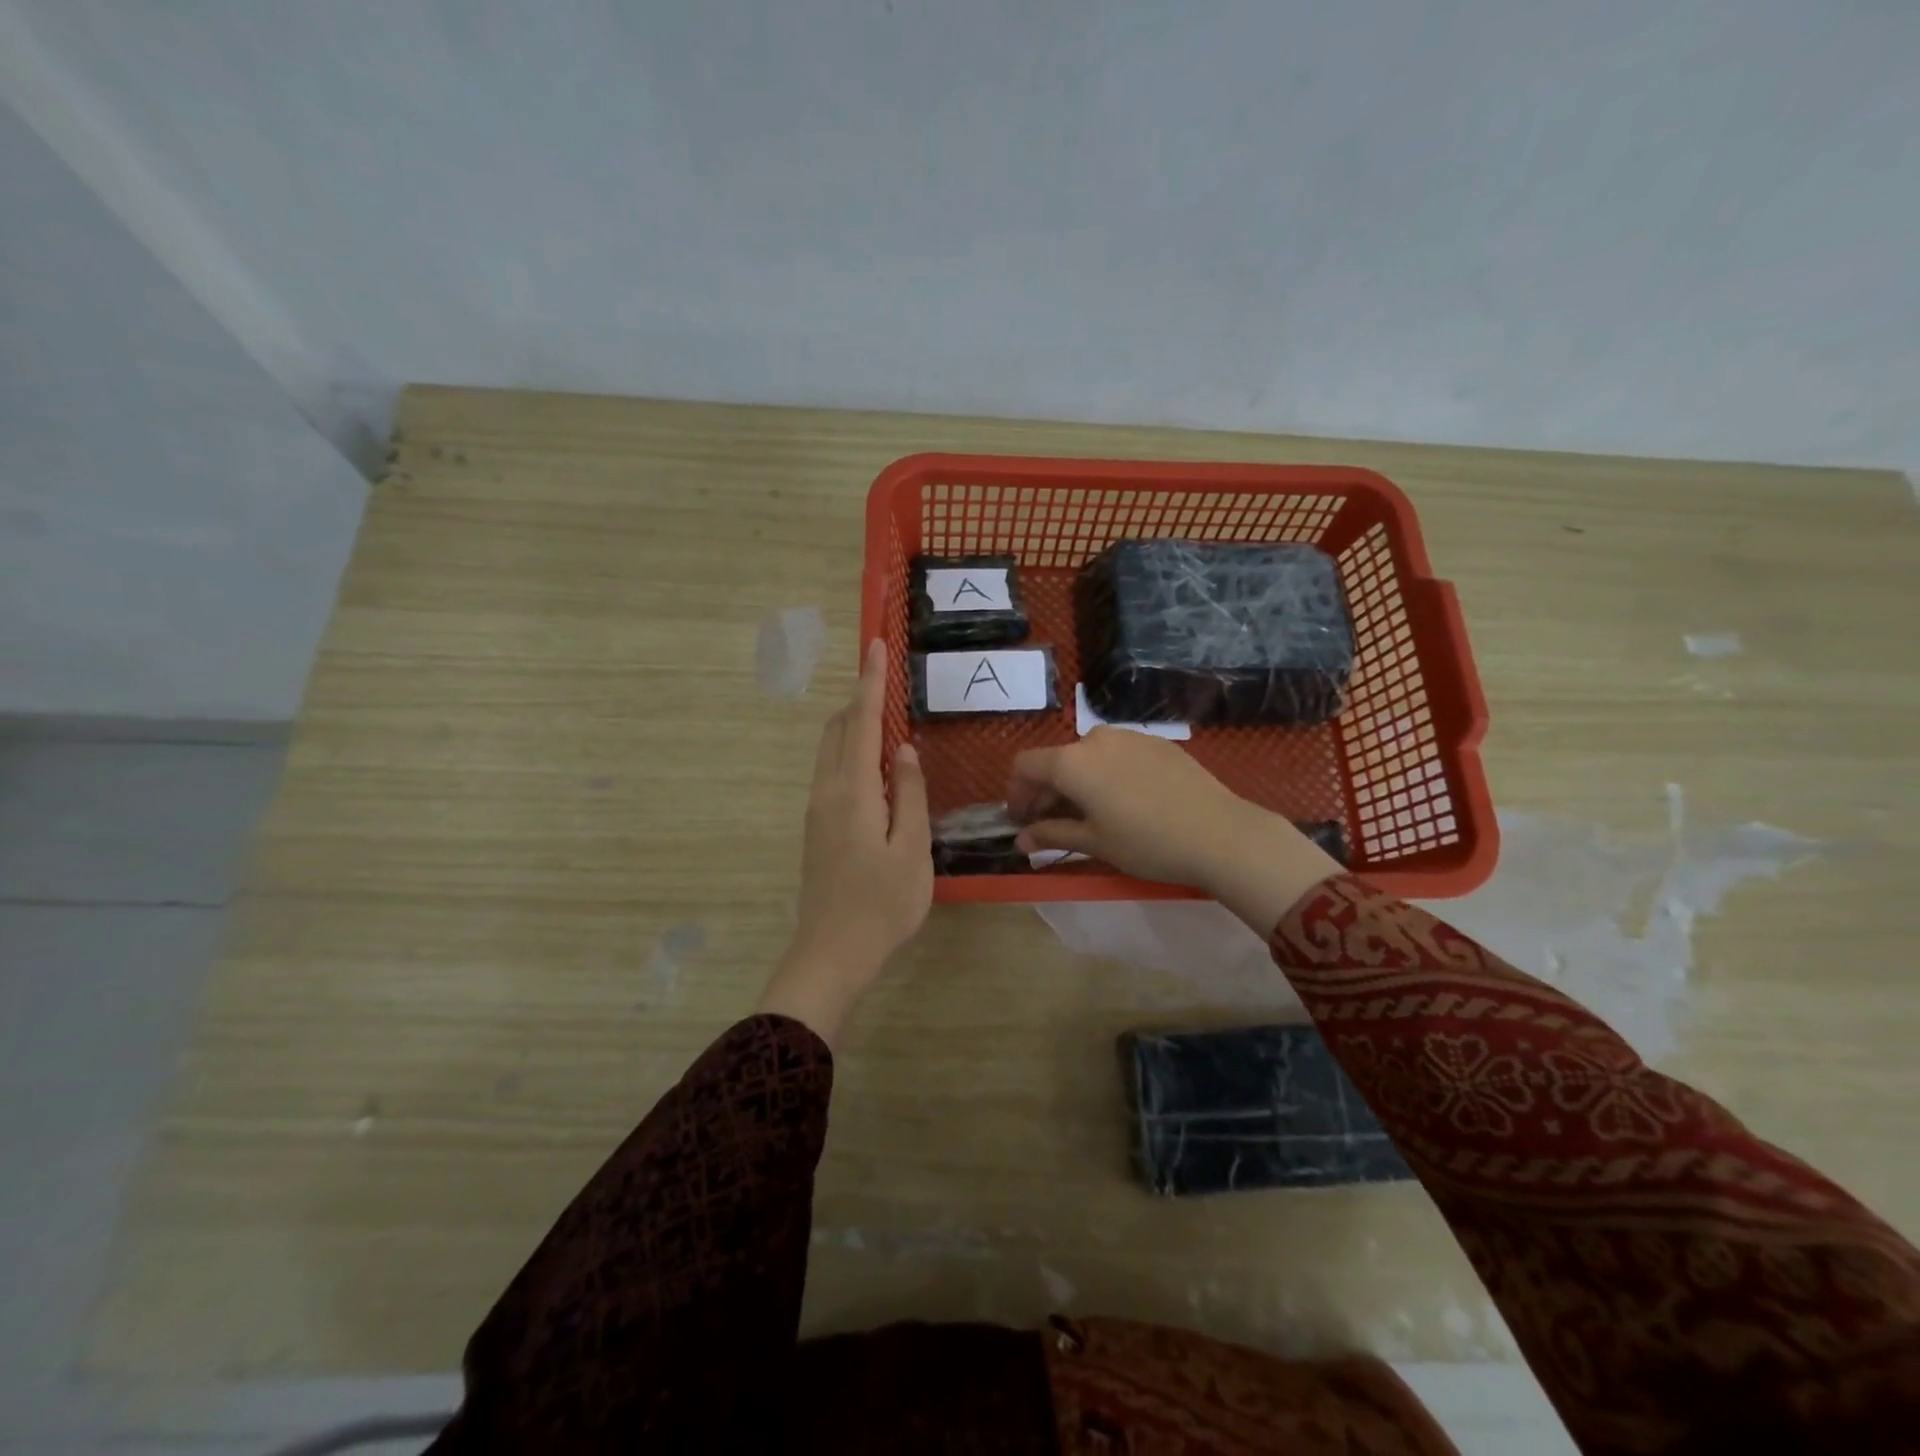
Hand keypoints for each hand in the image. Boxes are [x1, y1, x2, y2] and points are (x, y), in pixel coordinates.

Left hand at [758, 640, 931, 1045]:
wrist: (831, 954)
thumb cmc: (882, 904)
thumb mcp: (912, 849)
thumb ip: (908, 794)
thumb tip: (903, 750)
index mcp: (853, 790)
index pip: (862, 722)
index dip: (870, 681)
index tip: (875, 644)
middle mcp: (827, 790)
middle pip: (838, 729)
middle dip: (859, 698)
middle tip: (885, 678)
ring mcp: (817, 809)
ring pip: (831, 750)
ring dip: (854, 725)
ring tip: (886, 718)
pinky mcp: (817, 827)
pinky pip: (832, 772)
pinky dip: (850, 752)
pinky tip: (876, 767)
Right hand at [1008, 728, 1340, 933]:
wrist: (1220, 833)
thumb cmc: (1147, 843)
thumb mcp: (1094, 843)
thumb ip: (1052, 834)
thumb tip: (1021, 840)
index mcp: (1072, 762)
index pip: (1026, 766)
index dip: (1016, 793)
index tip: (1021, 820)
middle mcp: (1095, 739)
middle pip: (1057, 760)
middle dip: (1047, 791)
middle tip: (1050, 823)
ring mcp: (1130, 737)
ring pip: (1088, 756)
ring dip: (1077, 782)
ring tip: (1089, 814)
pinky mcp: (1157, 743)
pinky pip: (1117, 755)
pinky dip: (1106, 775)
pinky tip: (1124, 802)